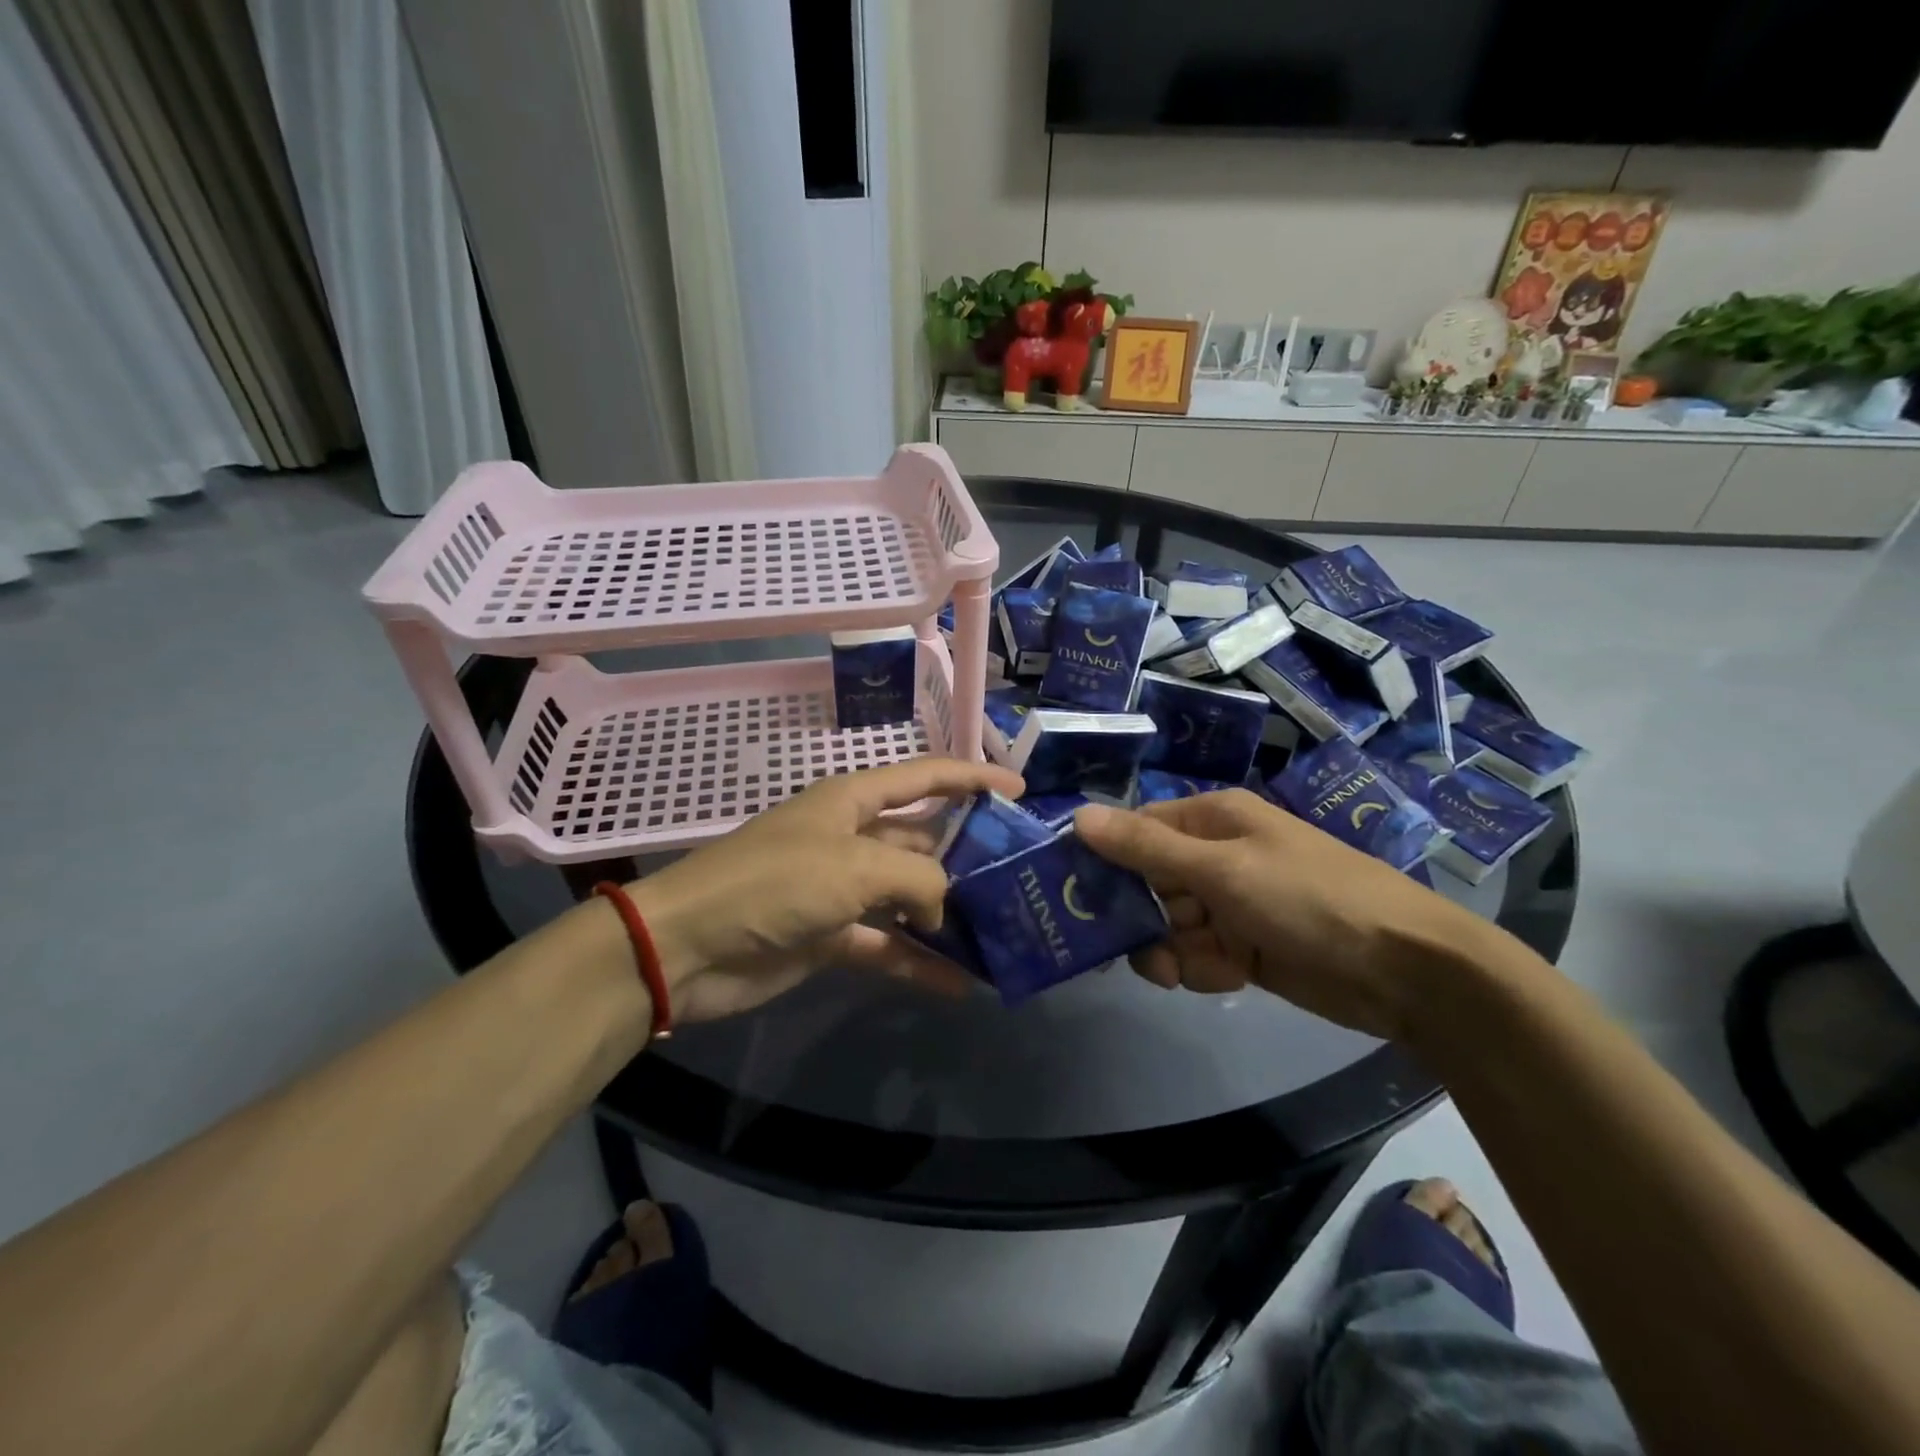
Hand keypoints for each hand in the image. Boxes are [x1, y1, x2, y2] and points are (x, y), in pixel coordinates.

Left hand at [628, 758, 1024, 1021]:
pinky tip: (961, 983)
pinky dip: (919, 962)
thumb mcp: (854, 867)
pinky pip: (887, 945)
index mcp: (853, 801)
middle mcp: (851, 838)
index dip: (973, 777)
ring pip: (909, 896)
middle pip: (922, 839)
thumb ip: (917, 879)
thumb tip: (944, 908)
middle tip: (1022, 877)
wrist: (688, 946)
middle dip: (968, 855)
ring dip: (948, 915)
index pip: (925, 776)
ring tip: (1002, 933)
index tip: (1020, 790)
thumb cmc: (774, 883)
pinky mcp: (832, 936)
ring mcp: (841, 889)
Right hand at [1073, 789, 1494, 1039]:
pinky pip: (1195, 954)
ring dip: (1168, 950)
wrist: (1405, 971)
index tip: (1071, 890)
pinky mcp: (1244, 946)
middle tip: (1122, 946)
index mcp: (1212, 820)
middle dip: (1136, 916)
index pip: (1137, 830)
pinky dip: (1200, 969)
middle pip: (1147, 882)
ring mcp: (1231, 903)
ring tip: (1183, 969)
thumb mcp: (1222, 870)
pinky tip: (1223, 976)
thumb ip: (1147, 848)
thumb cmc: (1309, 899)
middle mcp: (1216, 856)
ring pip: (1167, 925)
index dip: (1105, 857)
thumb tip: (1078, 817)